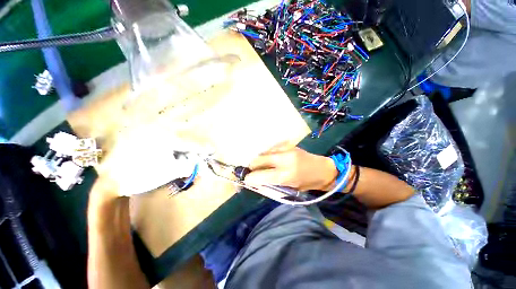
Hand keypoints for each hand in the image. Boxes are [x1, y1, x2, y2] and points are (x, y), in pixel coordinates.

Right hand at [244, 144, 337, 191]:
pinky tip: (271, 158)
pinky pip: (272, 148)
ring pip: (264, 152)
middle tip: (252, 170)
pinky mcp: (288, 144)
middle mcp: (284, 160)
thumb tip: (255, 181)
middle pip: (259, 159)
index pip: (260, 175)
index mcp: (285, 175)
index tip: (246, 179)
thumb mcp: (289, 188)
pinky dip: (268, 154)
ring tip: (263, 165)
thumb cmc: (307, 183)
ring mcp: (286, 149)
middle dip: (252, 166)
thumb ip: (271, 183)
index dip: (250, 177)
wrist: (322, 169)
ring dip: (260, 159)